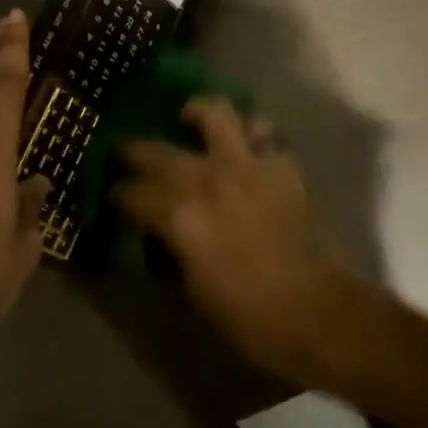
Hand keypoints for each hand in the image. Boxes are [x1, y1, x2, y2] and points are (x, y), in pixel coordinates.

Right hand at [114, 99, 349, 382]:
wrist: (317, 312)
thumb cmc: (248, 315)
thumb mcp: (192, 291)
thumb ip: (169, 249)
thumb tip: (155, 233)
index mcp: (178, 215)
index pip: (130, 192)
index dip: (116, 194)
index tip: (111, 196)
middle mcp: (206, 178)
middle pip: (155, 148)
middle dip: (133, 149)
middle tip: (128, 155)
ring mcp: (245, 164)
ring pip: (214, 113)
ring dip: (196, 112)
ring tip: (187, 118)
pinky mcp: (280, 164)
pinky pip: (262, 130)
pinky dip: (249, 131)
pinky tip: (242, 143)